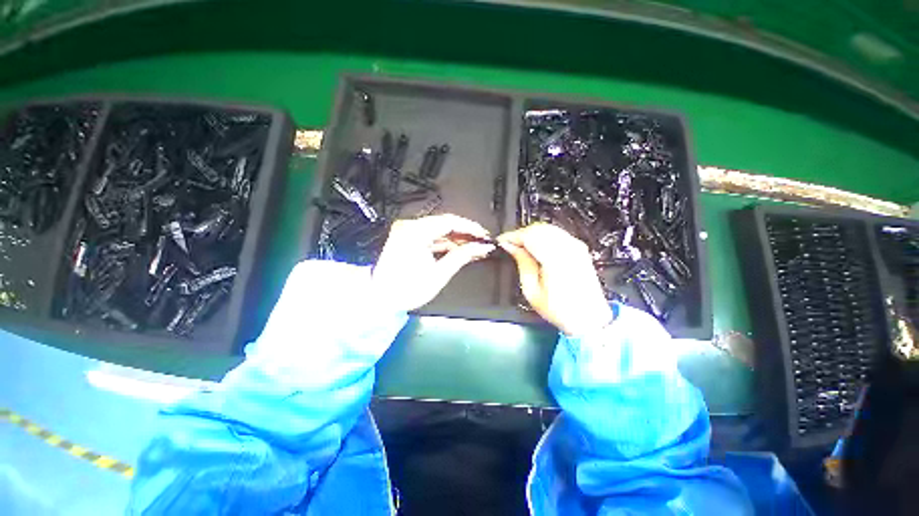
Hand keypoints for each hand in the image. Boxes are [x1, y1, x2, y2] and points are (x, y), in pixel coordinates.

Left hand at [372, 214, 494, 311]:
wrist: (380, 300)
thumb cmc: (408, 290)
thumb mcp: (438, 274)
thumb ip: (461, 257)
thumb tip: (482, 247)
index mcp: (416, 233)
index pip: (449, 222)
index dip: (470, 227)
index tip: (485, 235)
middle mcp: (410, 227)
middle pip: (445, 224)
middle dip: (465, 233)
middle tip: (482, 242)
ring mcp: (408, 232)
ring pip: (439, 230)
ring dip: (456, 238)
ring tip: (474, 247)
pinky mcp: (408, 239)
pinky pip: (431, 236)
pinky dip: (445, 242)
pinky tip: (459, 249)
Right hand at [498, 223, 612, 336]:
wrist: (588, 318)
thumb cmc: (560, 310)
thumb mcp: (532, 291)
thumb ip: (522, 263)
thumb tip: (511, 247)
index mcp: (555, 258)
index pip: (529, 235)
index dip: (512, 236)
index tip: (501, 241)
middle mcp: (568, 248)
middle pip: (538, 228)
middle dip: (520, 234)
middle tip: (509, 245)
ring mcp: (576, 247)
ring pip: (547, 228)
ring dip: (531, 234)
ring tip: (520, 247)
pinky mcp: (579, 249)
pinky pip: (557, 234)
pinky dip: (543, 236)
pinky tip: (536, 247)